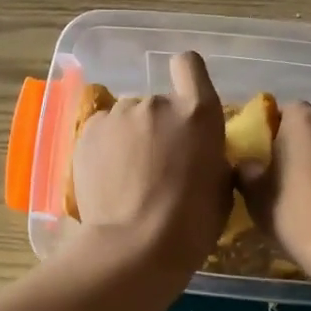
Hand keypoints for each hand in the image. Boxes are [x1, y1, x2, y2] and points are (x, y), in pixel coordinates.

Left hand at [71, 52, 230, 276]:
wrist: (135, 246)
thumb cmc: (191, 223)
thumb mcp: (221, 186)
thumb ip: (210, 154)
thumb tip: (200, 152)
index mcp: (198, 112)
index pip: (189, 65)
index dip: (186, 78)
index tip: (183, 105)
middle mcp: (157, 102)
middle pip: (157, 102)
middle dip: (158, 126)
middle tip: (157, 164)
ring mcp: (119, 114)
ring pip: (128, 118)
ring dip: (131, 137)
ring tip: (128, 176)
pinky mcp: (89, 131)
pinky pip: (103, 131)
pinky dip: (107, 148)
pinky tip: (109, 178)